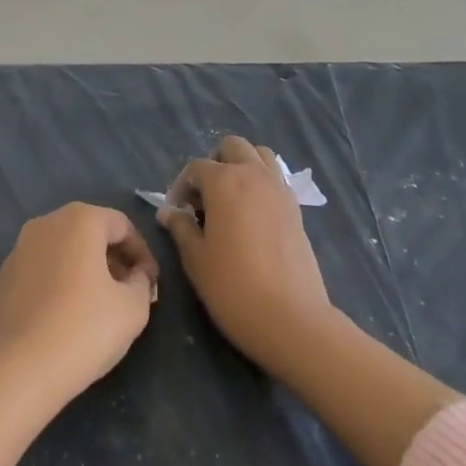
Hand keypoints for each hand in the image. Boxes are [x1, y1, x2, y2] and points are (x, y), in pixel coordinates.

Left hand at [0, 203, 157, 411]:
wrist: (17, 370)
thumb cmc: (83, 329)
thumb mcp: (133, 308)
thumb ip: (142, 282)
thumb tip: (136, 275)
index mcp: (79, 220)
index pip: (122, 225)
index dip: (142, 253)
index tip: (151, 282)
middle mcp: (45, 224)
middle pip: (89, 233)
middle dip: (113, 258)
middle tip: (128, 291)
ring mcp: (17, 251)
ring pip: (62, 251)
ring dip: (84, 270)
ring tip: (98, 305)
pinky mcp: (1, 279)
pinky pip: (40, 272)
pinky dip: (57, 284)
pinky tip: (64, 317)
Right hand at [158, 136, 332, 373]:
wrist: (291, 318)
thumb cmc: (233, 287)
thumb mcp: (196, 258)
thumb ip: (180, 227)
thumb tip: (169, 212)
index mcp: (224, 181)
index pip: (195, 167)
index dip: (180, 186)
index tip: (175, 213)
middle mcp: (254, 175)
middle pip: (232, 147)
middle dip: (214, 164)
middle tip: (203, 198)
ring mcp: (279, 189)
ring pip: (259, 155)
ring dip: (241, 166)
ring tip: (229, 199)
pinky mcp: (296, 208)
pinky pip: (275, 178)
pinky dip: (261, 182)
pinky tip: (251, 214)